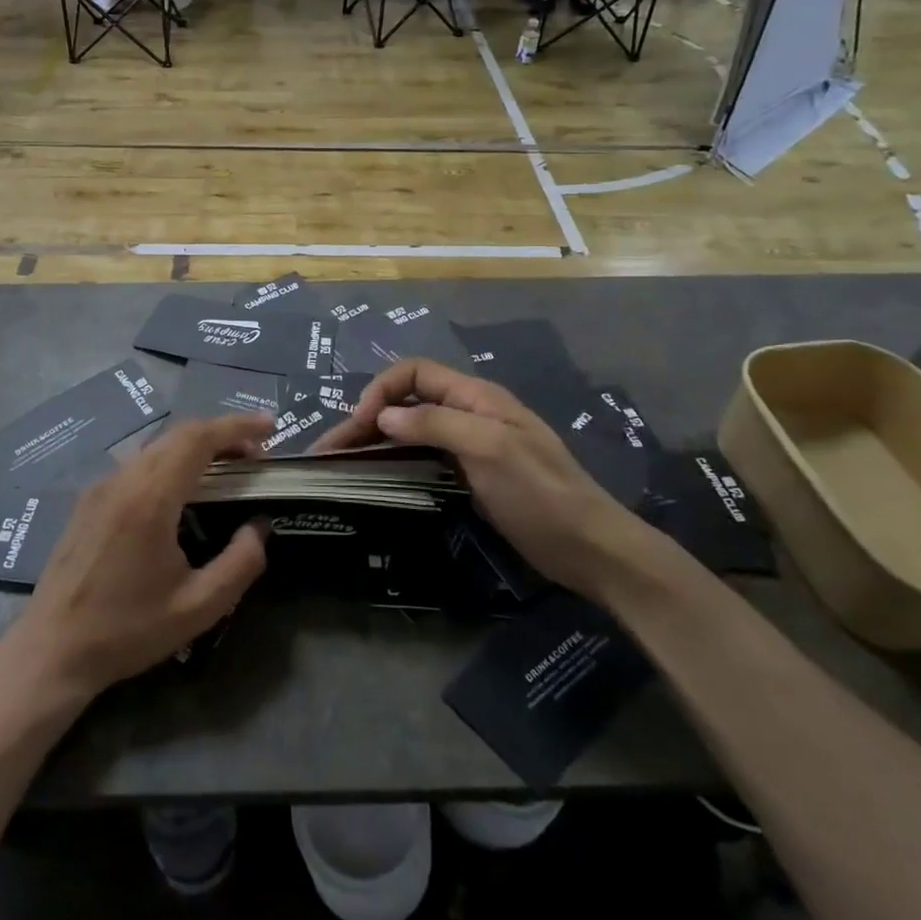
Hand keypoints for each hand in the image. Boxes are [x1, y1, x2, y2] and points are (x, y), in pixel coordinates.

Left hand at [0, 415, 272, 705]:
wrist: (51, 651)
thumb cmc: (127, 631)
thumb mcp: (198, 608)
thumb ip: (240, 563)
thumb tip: (259, 526)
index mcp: (150, 498)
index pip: (199, 438)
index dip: (237, 426)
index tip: (270, 426)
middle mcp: (124, 480)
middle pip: (179, 434)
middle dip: (222, 434)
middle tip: (256, 455)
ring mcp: (102, 486)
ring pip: (157, 446)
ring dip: (195, 447)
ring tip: (226, 470)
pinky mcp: (89, 499)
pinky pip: (138, 463)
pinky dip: (171, 461)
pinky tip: (183, 490)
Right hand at [319, 360, 657, 596]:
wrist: (589, 547)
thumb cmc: (540, 493)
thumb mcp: (490, 449)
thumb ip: (436, 423)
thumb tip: (384, 415)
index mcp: (476, 397)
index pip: (416, 372)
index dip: (383, 389)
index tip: (362, 422)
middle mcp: (469, 413)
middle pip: (408, 401)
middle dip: (368, 418)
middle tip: (331, 449)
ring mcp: (470, 445)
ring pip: (412, 430)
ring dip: (376, 440)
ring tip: (342, 462)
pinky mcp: (471, 474)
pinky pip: (424, 456)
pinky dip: (395, 460)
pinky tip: (377, 477)